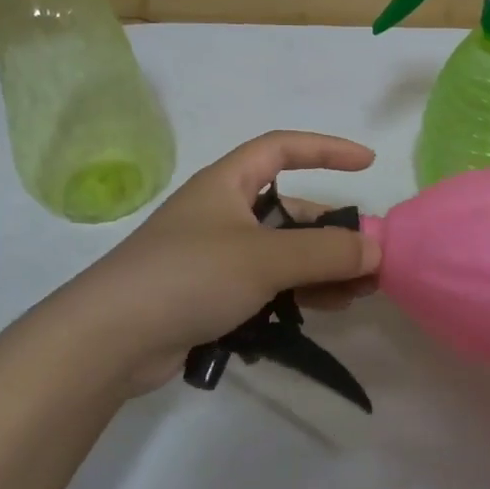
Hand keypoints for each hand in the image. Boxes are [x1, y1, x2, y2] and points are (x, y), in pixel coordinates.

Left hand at [67, 131, 381, 392]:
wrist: (112, 339)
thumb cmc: (190, 276)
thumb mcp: (265, 258)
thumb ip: (325, 252)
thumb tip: (376, 250)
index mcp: (227, 184)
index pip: (282, 149)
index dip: (326, 150)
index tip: (367, 164)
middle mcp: (222, 214)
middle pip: (290, 210)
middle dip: (332, 231)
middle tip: (370, 259)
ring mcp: (216, 257)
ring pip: (282, 253)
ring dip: (321, 268)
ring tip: (359, 293)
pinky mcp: (212, 296)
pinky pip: (267, 286)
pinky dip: (297, 294)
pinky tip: (325, 311)